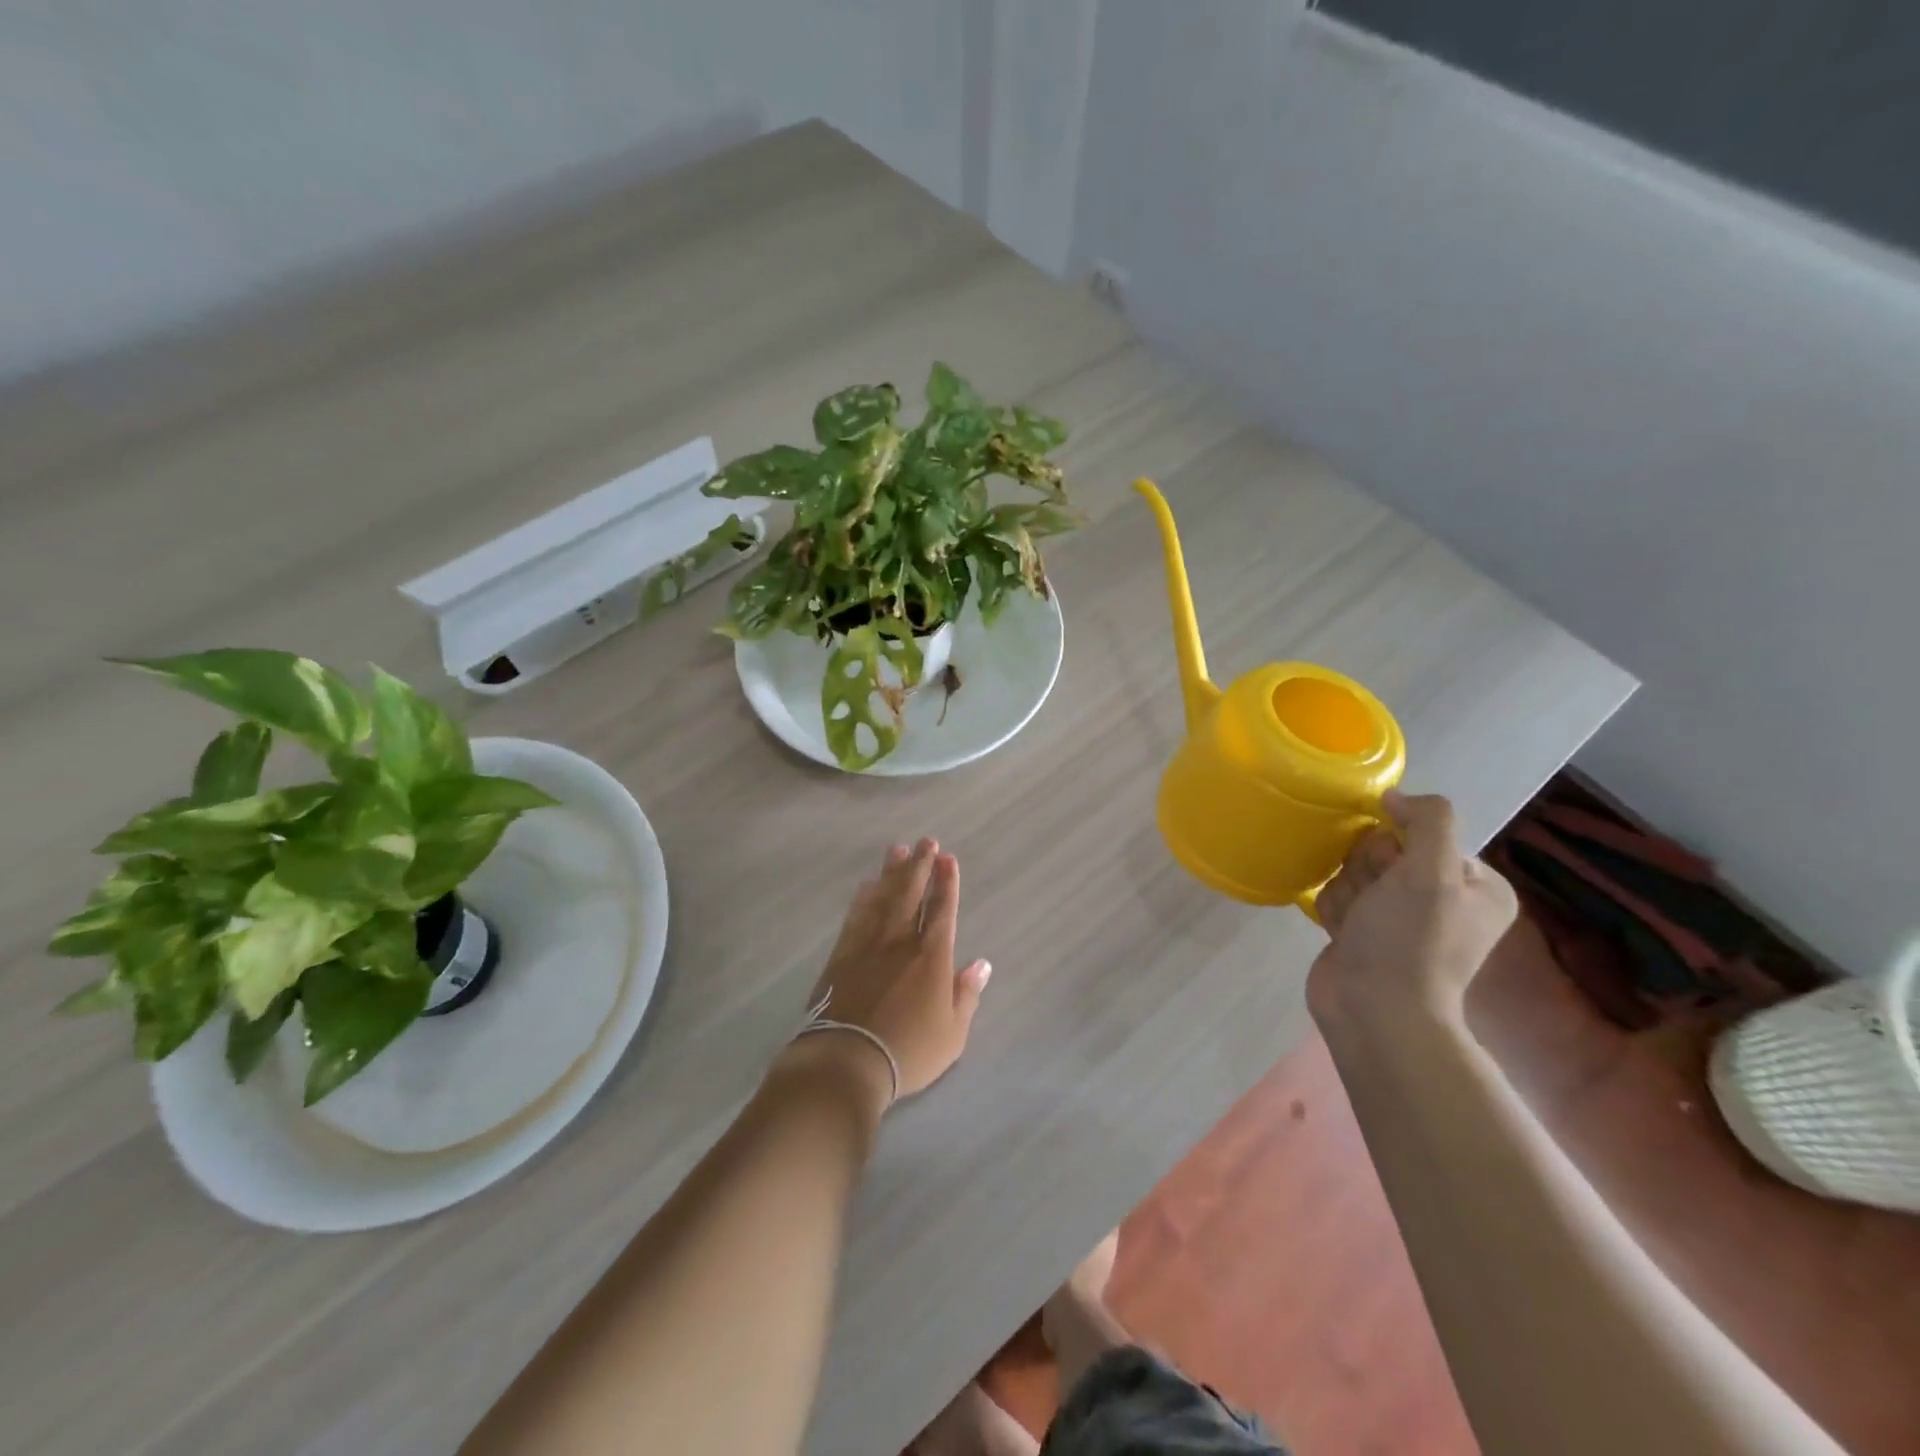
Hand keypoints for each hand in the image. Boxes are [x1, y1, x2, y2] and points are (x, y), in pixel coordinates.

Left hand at [794, 838, 991, 1102]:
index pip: (942, 910)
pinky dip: (863, 898)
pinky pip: (855, 917)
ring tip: (898, 850)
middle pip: (911, 894)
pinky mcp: (842, 955)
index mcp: (932, 957)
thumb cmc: (908, 1051)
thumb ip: (966, 994)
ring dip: (892, 873)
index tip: (948, 859)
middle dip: (920, 866)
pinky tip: (867, 885)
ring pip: (883, 899)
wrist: (847, 1061)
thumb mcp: (952, 1033)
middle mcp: (901, 941)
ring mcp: (868, 945)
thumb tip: (981, 964)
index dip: (947, 883)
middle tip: (926, 842)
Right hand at [1306, 791, 1517, 1032]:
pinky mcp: (1365, 932)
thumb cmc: (1410, 940)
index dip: (1396, 847)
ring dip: (1348, 894)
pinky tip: (1344, 935)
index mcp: (1476, 886)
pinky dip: (1336, 912)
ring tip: (1358, 926)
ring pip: (1354, 872)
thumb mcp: (1432, 871)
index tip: (1393, 874)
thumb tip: (1395, 798)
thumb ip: (1427, 820)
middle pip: (1382, 850)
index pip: (1421, 833)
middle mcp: (1443, 899)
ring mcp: (1401, 918)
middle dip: (1366, 871)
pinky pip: (1339, 896)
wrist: (1374, 1010)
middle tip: (1374, 903)